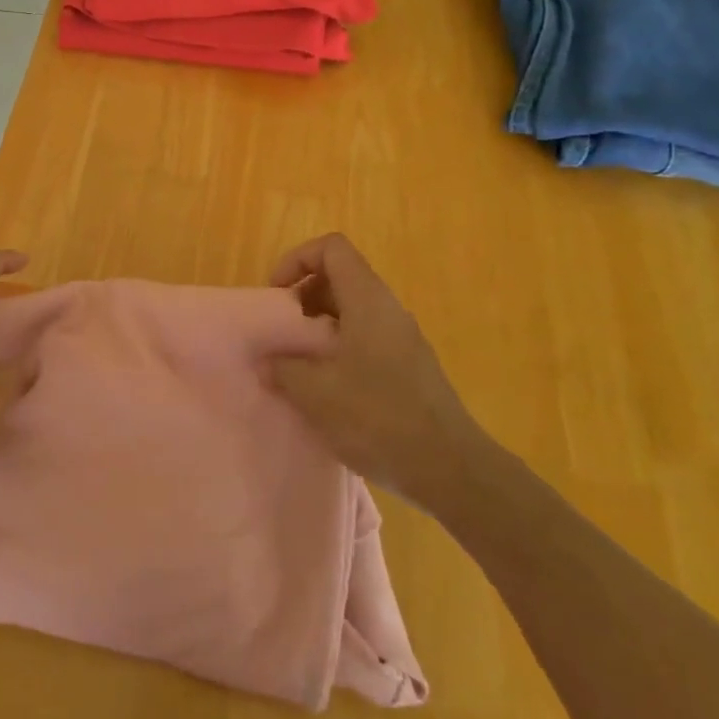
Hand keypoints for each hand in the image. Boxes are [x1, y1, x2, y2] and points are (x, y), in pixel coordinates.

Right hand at [266, 233, 485, 511]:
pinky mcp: (408, 369)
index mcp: (367, 301)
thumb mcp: (316, 393)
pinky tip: (326, 390)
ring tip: (298, 364)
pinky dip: (338, 350)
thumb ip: (283, 368)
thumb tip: (266, 361)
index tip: (277, 296)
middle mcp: (388, 310)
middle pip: (340, 277)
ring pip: (352, 311)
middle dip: (304, 296)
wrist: (451, 471)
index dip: (297, 259)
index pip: (332, 248)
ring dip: (319, 327)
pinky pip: (365, 339)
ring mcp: (402, 340)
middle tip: (283, 332)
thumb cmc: (379, 418)